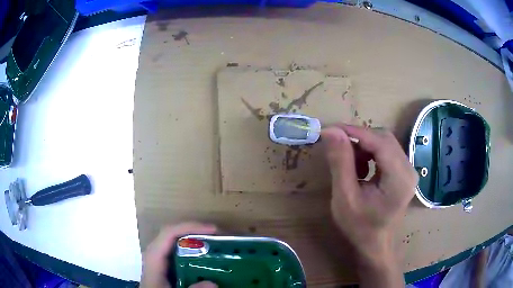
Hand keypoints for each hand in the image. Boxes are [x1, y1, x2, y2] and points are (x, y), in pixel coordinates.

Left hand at [141, 222, 217, 287]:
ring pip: (175, 240)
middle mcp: (155, 253)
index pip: (169, 233)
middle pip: (173, 233)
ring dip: (193, 238)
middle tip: (217, 235)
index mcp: (154, 257)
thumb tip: (213, 283)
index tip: (213, 230)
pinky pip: (176, 250)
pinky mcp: (163, 264)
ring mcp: (158, 257)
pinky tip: (203, 256)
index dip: (190, 227)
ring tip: (213, 242)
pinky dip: (190, 249)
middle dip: (195, 231)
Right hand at [322, 125, 417, 285]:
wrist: (376, 244)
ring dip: (364, 147)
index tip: (330, 130)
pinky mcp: (404, 172)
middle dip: (359, 138)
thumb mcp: (344, 197)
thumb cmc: (359, 227)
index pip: (380, 142)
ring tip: (350, 165)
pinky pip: (387, 151)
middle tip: (337, 147)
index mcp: (399, 178)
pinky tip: (362, 170)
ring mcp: (409, 170)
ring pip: (385, 142)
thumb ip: (340, 163)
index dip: (355, 131)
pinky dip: (370, 154)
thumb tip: (331, 131)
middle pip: (384, 138)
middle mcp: (409, 169)